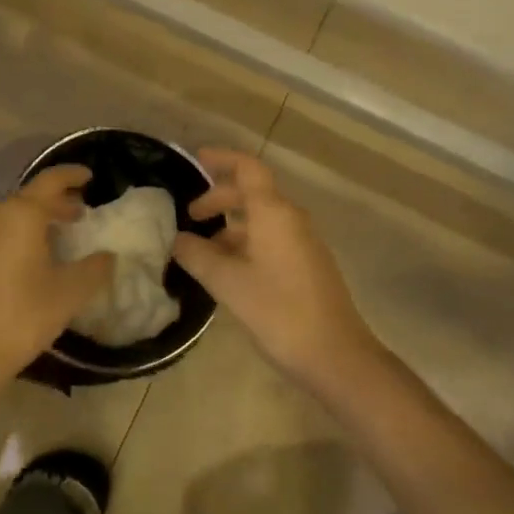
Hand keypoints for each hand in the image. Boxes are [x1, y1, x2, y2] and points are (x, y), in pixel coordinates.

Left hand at [0, 166, 114, 388]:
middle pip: (29, 198)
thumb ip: (94, 269)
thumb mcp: (69, 293)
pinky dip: (15, 237)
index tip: (89, 176)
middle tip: (79, 214)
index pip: (51, 181)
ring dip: (35, 221)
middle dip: (56, 203)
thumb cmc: (22, 316)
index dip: (72, 175)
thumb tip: (108, 256)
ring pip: (9, 217)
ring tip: (56, 238)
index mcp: (20, 214)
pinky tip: (27, 260)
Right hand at [172, 149, 379, 390]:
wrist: (336, 355)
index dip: (222, 158)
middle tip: (191, 215)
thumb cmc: (278, 311)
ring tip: (203, 249)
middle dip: (219, 197)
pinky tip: (229, 270)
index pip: (248, 167)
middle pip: (253, 192)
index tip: (196, 159)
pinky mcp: (308, 264)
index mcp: (274, 212)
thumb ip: (198, 255)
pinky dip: (246, 242)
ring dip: (231, 225)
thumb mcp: (228, 283)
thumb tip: (177, 239)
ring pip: (261, 218)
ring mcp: (303, 242)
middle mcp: (291, 218)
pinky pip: (272, 238)